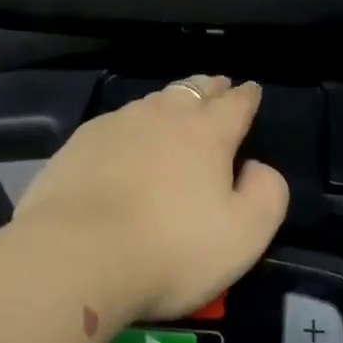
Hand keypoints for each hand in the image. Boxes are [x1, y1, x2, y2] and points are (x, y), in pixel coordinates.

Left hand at [13, 76, 288, 321]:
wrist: (76, 255)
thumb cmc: (170, 248)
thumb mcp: (244, 235)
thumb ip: (267, 194)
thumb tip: (257, 167)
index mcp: (207, 132)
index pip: (236, 103)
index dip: (247, 96)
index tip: (252, 89)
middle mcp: (164, 115)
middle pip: (194, 90)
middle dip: (210, 87)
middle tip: (218, 87)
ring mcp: (119, 123)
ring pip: (155, 101)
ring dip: (172, 101)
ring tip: (177, 107)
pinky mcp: (82, 141)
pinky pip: (118, 121)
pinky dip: (133, 124)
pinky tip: (128, 138)